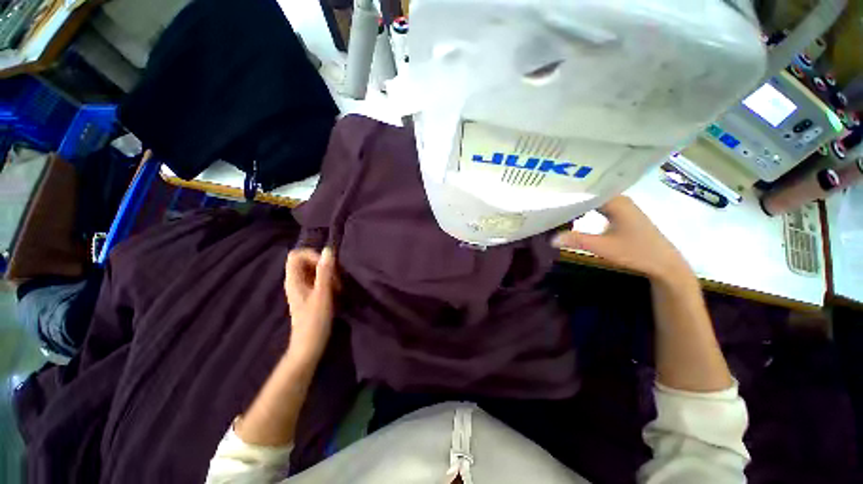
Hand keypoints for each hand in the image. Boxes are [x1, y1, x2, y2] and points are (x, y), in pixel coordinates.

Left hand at [284, 247, 337, 363]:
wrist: (309, 346)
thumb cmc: (314, 321)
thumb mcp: (322, 294)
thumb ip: (325, 272)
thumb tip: (328, 250)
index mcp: (293, 280)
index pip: (296, 256)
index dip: (311, 255)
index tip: (327, 266)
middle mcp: (295, 282)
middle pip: (306, 262)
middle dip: (323, 265)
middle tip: (336, 277)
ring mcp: (302, 289)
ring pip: (314, 271)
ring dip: (328, 274)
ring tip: (338, 286)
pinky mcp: (310, 295)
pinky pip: (318, 280)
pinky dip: (328, 282)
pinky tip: (337, 292)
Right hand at [552, 196, 691, 281]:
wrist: (663, 264)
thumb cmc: (636, 252)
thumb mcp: (603, 247)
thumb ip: (576, 240)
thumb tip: (550, 238)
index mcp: (616, 201)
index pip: (587, 189)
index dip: (568, 192)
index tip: (550, 194)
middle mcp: (619, 199)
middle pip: (590, 193)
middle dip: (570, 196)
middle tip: (549, 199)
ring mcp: (621, 206)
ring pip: (593, 200)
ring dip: (577, 203)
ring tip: (556, 205)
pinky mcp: (621, 214)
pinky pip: (598, 206)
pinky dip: (585, 209)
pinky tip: (573, 214)